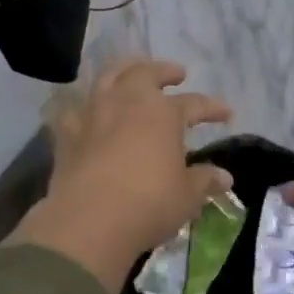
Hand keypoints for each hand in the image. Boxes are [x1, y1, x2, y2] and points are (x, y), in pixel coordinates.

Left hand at [9, 59, 232, 291]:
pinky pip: (73, 111)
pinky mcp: (66, 135)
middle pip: (146, 74)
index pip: (194, 103)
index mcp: (163, 113)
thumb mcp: (187, 195)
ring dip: (123, 72)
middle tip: (176, 74)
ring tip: (131, 75)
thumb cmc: (149, 203)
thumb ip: (204, 180)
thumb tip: (224, 177)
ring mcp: (93, 115)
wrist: (89, 222)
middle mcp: (127, 102)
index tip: (226, 112)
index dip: (212, 107)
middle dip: (163, 71)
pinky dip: (82, 107)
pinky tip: (86, 112)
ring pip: (107, 79)